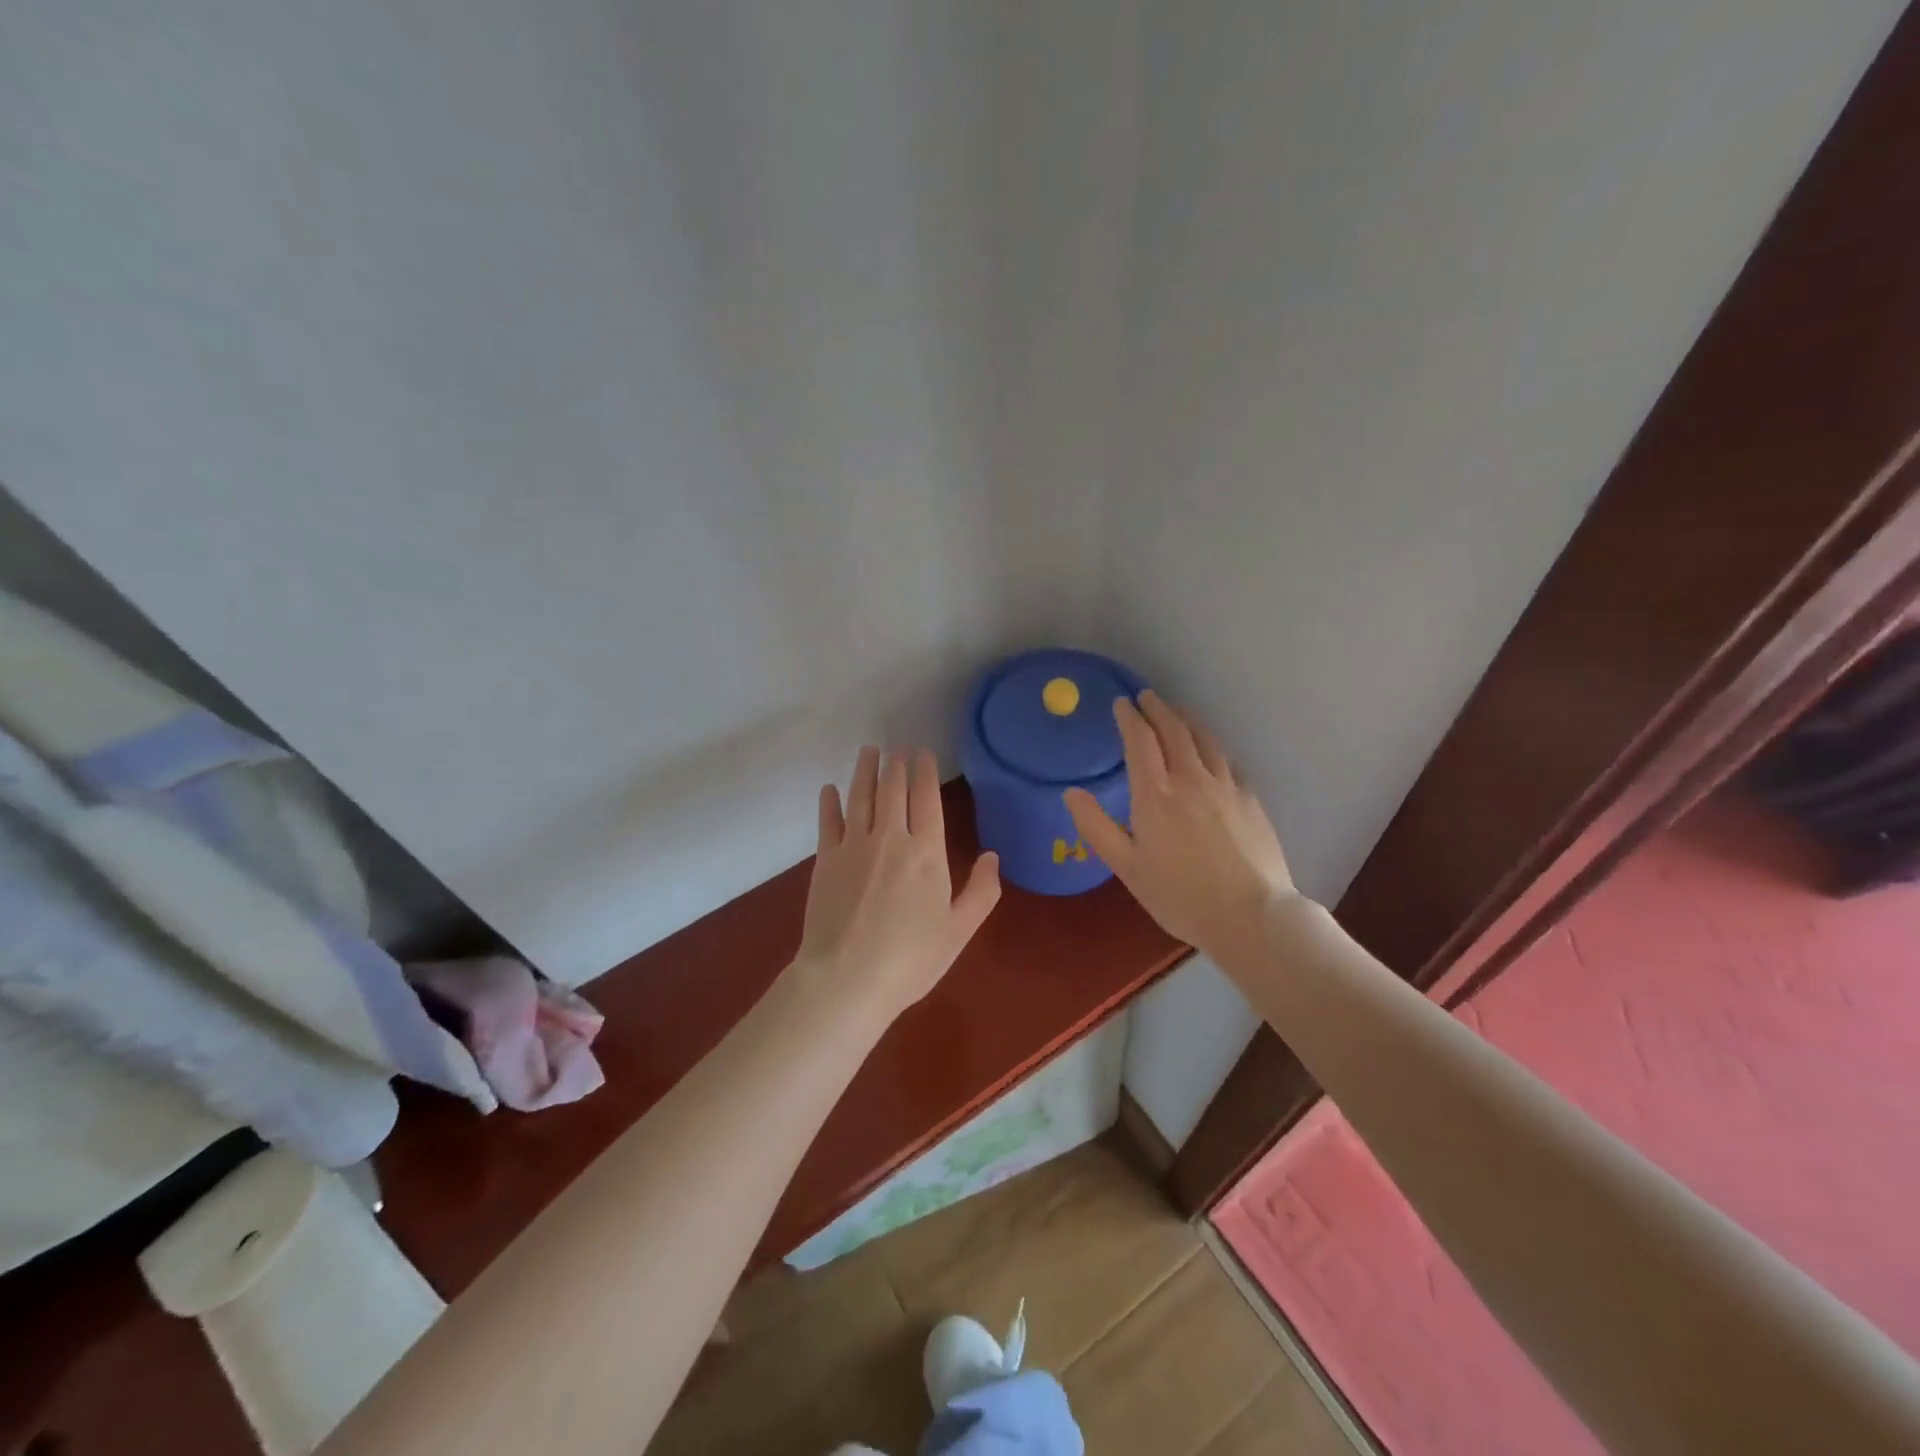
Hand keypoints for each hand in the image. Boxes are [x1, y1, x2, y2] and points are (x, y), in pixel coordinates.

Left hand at [798, 746, 1000, 1021]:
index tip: (922, 752)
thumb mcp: (958, 930)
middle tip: (898, 747)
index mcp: (927, 852)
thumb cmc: (910, 958)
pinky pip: (829, 821)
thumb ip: (981, 891)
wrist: (847, 978)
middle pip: (893, 790)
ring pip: (861, 796)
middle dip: (897, 764)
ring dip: (865, 771)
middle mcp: (890, 837)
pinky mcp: (825, 860)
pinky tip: (830, 789)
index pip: (927, 798)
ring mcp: (854, 845)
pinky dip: (830, 802)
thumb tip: (992, 856)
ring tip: (869, 751)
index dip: (925, 771)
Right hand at [1064, 691, 1295, 967]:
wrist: (1249, 916)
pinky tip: (1210, 752)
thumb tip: (1071, 793)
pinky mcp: (1250, 799)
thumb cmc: (1179, 896)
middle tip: (1147, 697)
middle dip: (1158, 708)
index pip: (1140, 740)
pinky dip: (1211, 746)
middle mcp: (1191, 779)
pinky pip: (1227, 760)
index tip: (1121, 703)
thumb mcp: (1126, 867)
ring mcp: (1225, 786)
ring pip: (1205, 739)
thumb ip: (1096, 827)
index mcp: (1155, 794)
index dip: (1129, 717)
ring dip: (1186, 720)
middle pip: (1174, 730)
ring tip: (1176, 713)